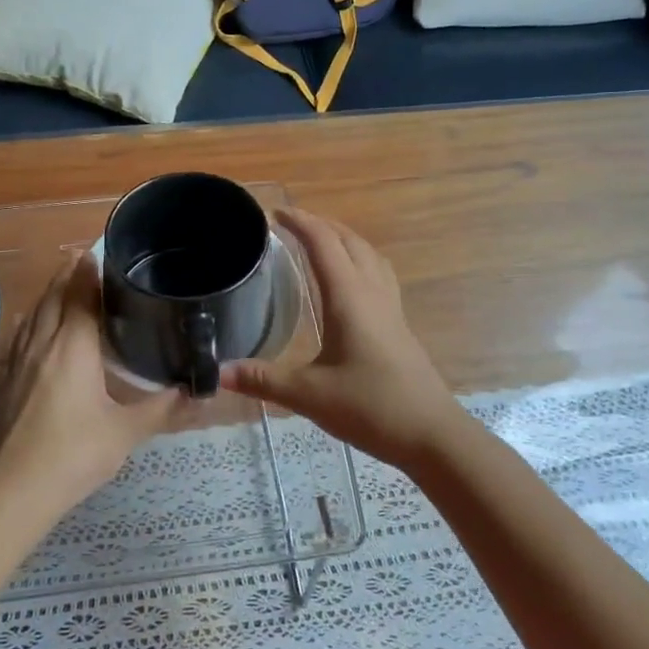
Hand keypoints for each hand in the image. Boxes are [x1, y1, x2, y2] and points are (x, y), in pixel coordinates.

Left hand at [0, 253, 187, 526]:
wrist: (14, 491)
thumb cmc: (74, 455)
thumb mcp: (126, 432)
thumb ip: (163, 408)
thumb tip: (199, 391)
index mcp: (73, 347)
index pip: (80, 295)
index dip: (89, 271)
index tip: (98, 251)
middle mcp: (42, 344)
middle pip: (53, 297)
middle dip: (67, 274)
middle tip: (83, 258)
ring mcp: (18, 362)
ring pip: (33, 314)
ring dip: (48, 293)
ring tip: (63, 282)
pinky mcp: (5, 381)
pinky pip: (19, 336)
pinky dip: (32, 321)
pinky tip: (34, 327)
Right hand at [221, 208, 465, 467]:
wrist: (431, 434)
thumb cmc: (370, 407)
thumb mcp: (308, 395)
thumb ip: (262, 379)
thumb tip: (217, 372)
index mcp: (349, 298)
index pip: (323, 244)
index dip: (299, 223)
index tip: (274, 213)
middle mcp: (372, 293)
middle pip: (350, 241)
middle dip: (321, 225)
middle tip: (291, 224)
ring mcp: (391, 308)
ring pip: (369, 256)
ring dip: (344, 240)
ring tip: (319, 243)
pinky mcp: (398, 325)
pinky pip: (378, 275)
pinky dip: (359, 262)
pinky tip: (349, 284)